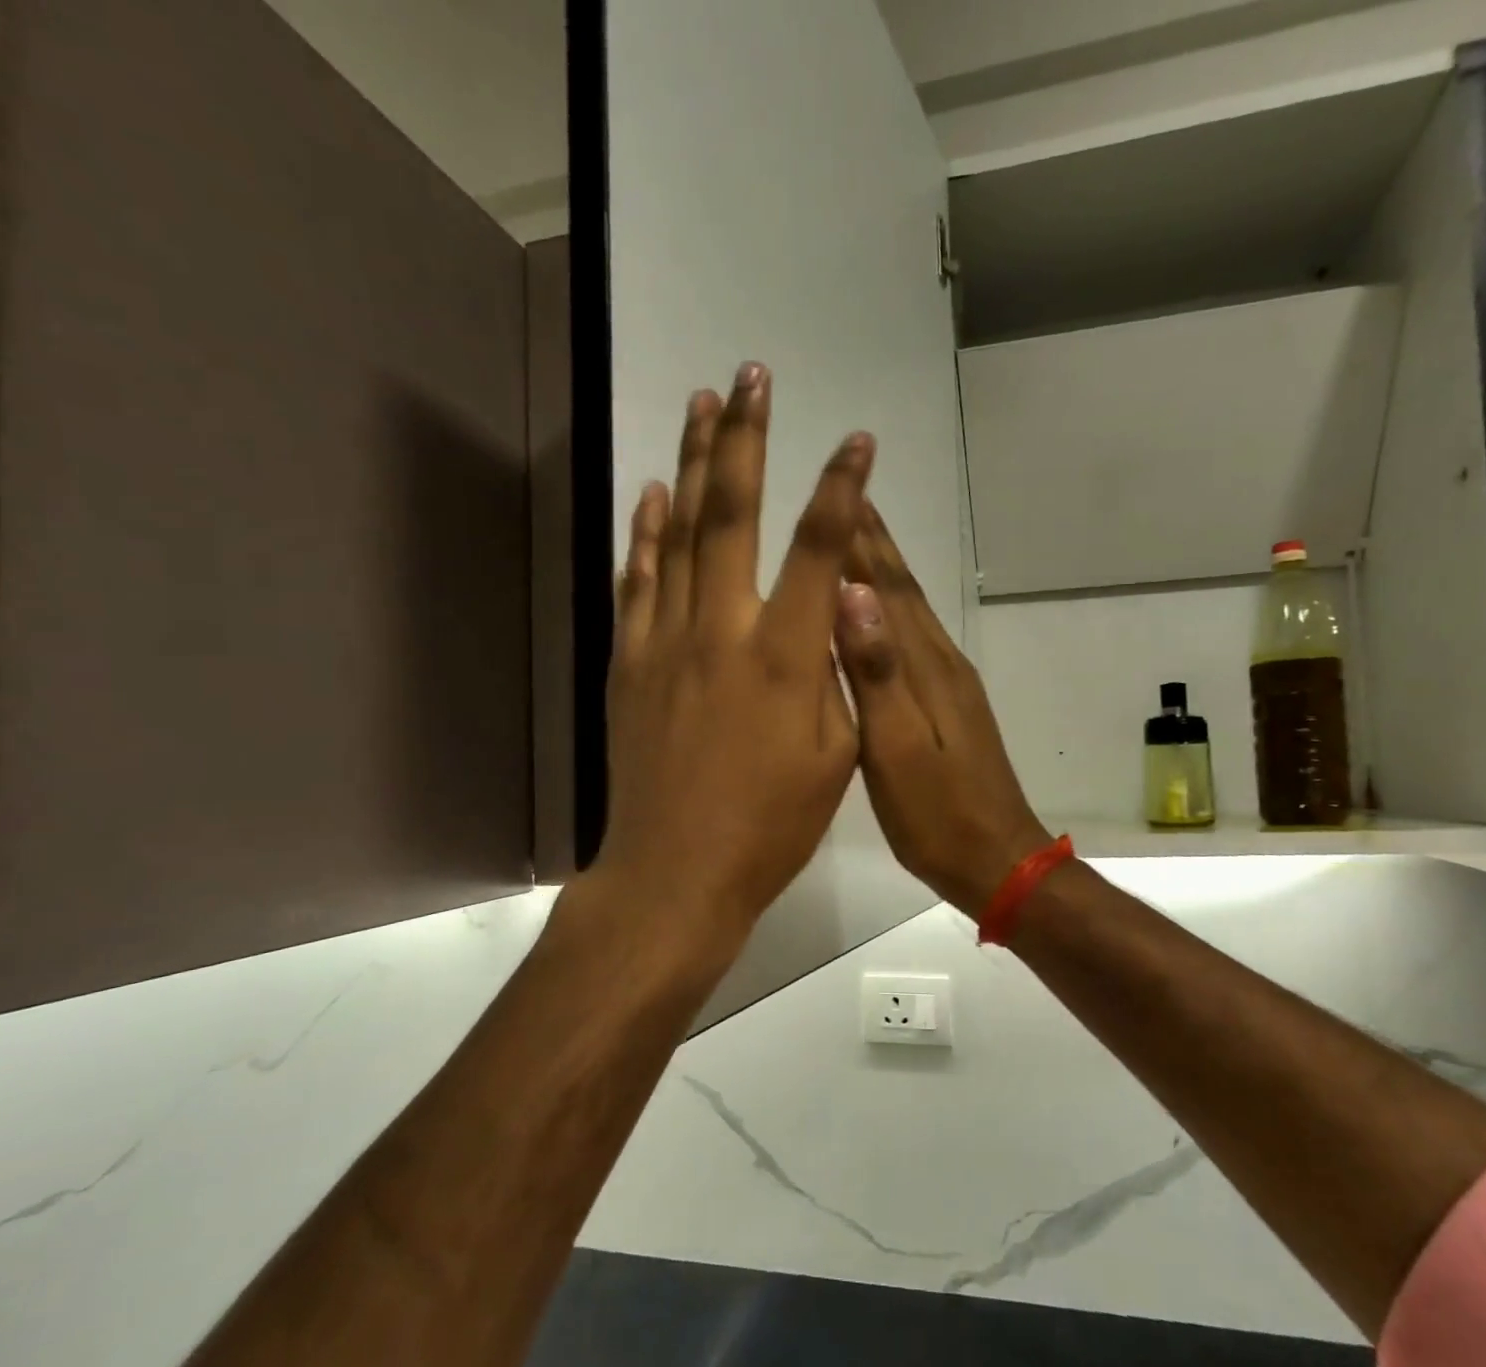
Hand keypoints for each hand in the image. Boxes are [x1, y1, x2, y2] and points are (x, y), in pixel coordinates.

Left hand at [595, 363, 872, 958]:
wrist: (675, 872)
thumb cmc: (770, 827)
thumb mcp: (835, 759)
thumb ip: (838, 679)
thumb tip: (837, 618)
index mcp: (787, 658)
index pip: (821, 550)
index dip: (841, 487)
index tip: (855, 439)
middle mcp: (723, 631)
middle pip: (733, 514)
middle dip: (746, 438)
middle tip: (750, 376)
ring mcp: (667, 642)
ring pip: (677, 534)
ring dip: (690, 462)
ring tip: (699, 405)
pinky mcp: (630, 664)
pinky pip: (637, 581)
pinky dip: (644, 532)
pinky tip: (652, 495)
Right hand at [835, 502, 1051, 914]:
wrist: (999, 860)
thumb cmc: (938, 816)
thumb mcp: (899, 750)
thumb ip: (878, 675)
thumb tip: (855, 595)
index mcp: (927, 670)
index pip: (890, 590)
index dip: (865, 542)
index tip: (843, 491)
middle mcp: (942, 665)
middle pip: (904, 592)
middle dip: (875, 545)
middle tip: (848, 497)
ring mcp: (951, 687)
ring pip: (911, 615)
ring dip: (885, 574)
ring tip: (855, 542)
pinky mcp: (951, 709)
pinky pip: (915, 643)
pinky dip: (892, 616)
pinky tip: (878, 618)